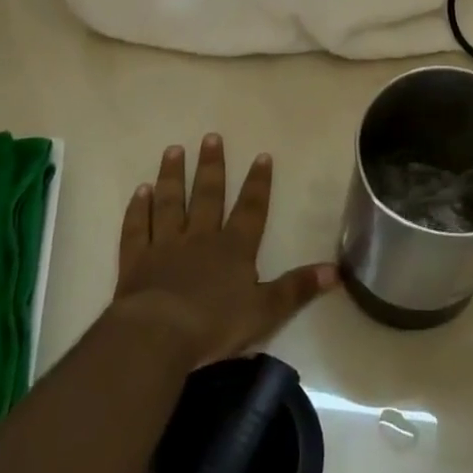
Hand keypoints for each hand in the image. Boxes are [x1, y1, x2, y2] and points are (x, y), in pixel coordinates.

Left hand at [110, 133, 337, 368]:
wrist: (157, 336)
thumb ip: (298, 288)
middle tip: (211, 137)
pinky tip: (140, 191)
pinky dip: (138, 209)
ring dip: (173, 176)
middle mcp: (201, 238)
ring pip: (170, 203)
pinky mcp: (136, 261)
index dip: (258, 183)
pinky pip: (137, 229)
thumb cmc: (214, 324)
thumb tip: (337, 271)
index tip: (262, 155)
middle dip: (212, 166)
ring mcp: (165, 246)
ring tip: (174, 149)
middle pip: (207, 196)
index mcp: (234, 248)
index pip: (251, 208)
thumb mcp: (266, 310)